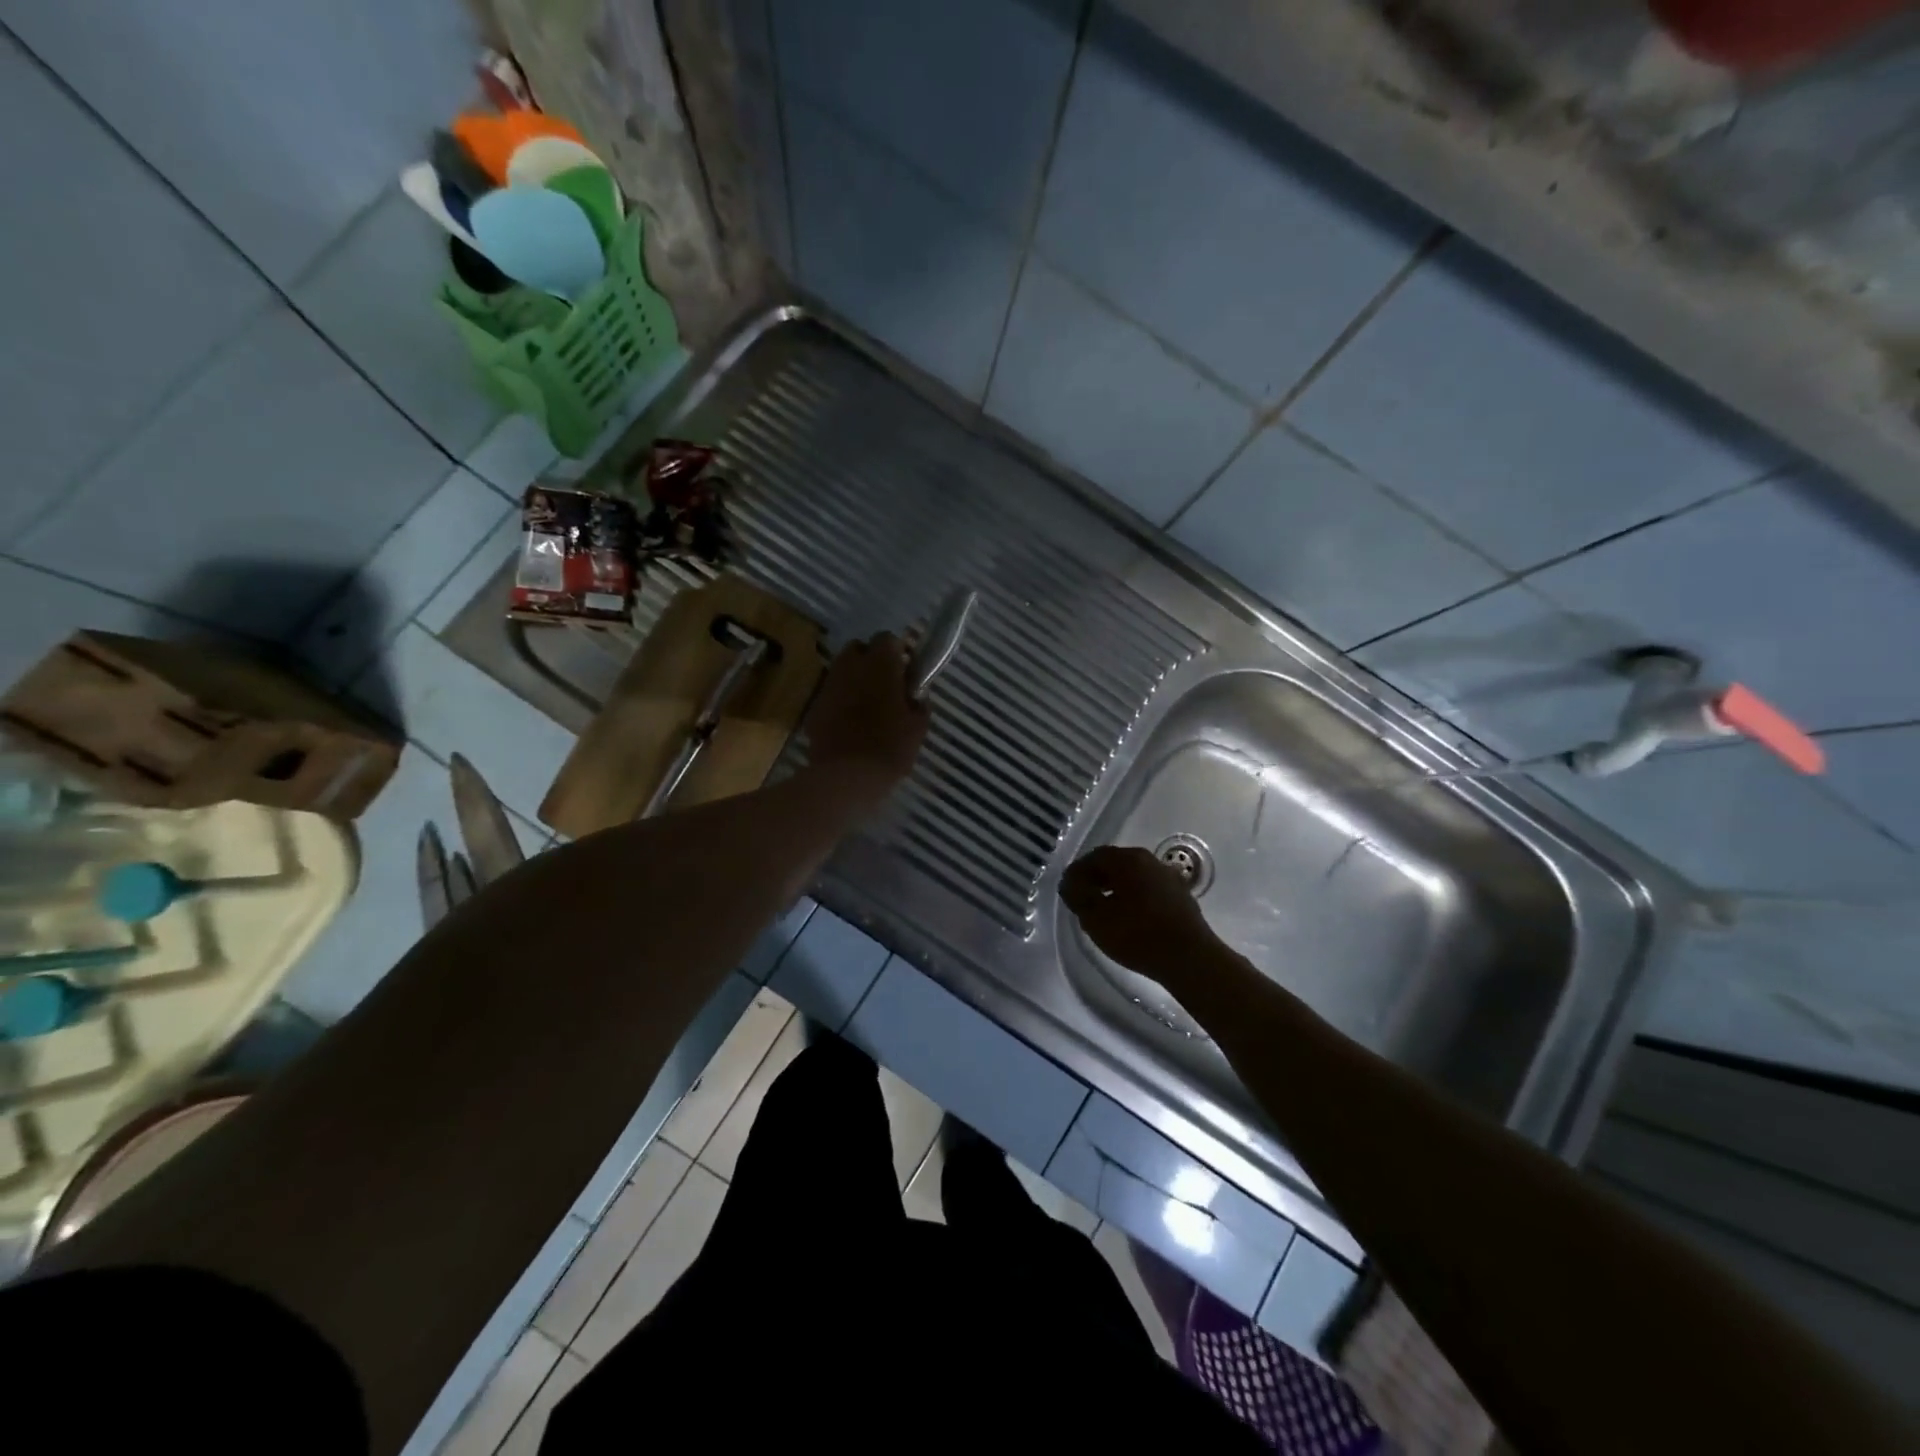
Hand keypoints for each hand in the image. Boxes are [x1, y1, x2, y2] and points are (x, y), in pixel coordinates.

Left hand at [804, 633, 928, 805]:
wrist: (847, 775)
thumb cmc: (890, 747)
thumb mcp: (918, 726)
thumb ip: (919, 702)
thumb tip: (916, 694)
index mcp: (881, 664)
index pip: (888, 639)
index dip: (898, 652)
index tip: (906, 672)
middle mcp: (851, 666)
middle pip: (859, 649)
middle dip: (871, 661)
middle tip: (885, 685)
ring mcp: (829, 685)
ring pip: (842, 670)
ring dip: (854, 680)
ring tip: (867, 705)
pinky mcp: (814, 706)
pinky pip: (830, 694)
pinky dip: (840, 701)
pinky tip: (849, 723)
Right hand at [1061, 845, 1220, 984]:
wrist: (1189, 958)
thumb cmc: (1137, 934)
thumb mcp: (1095, 918)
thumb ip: (1078, 896)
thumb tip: (1070, 883)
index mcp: (1129, 860)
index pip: (1095, 856)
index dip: (1078, 871)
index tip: (1067, 889)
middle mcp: (1150, 861)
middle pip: (1116, 863)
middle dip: (1097, 878)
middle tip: (1083, 898)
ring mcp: (1169, 878)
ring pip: (1134, 876)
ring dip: (1116, 888)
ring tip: (1104, 910)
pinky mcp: (1181, 897)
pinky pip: (1149, 889)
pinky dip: (1134, 897)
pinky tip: (1129, 917)